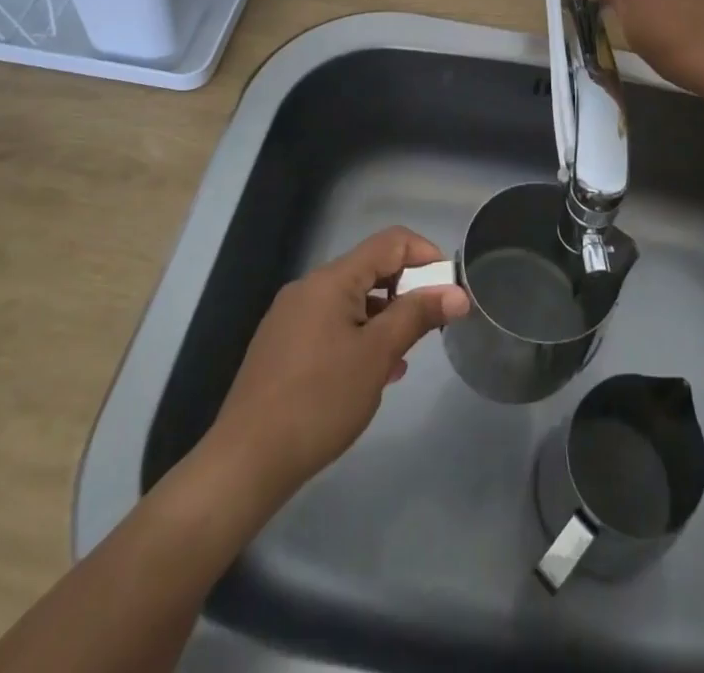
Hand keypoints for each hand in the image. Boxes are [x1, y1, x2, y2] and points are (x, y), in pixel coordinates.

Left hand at [202, 227, 470, 502]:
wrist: (245, 462)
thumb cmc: (319, 401)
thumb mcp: (377, 356)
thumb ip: (418, 316)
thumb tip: (457, 293)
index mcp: (331, 279)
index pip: (390, 242)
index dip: (426, 255)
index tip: (449, 290)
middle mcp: (309, 287)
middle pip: (370, 269)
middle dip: (407, 290)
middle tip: (431, 326)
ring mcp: (292, 316)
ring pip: (352, 300)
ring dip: (384, 317)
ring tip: (405, 355)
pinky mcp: (283, 345)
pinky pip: (332, 324)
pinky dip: (359, 336)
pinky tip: (372, 373)